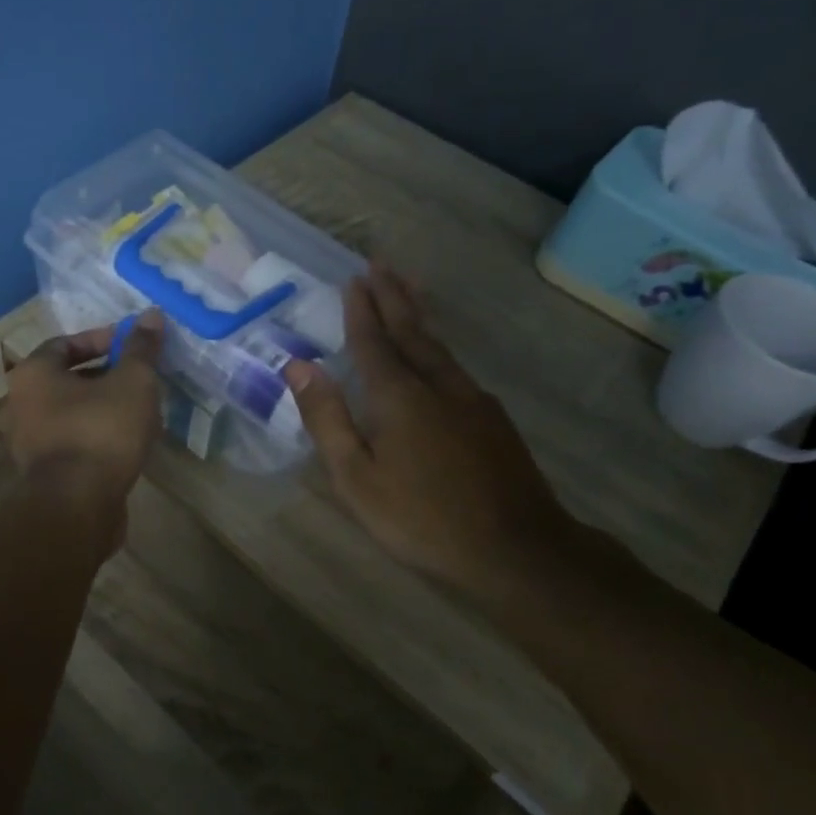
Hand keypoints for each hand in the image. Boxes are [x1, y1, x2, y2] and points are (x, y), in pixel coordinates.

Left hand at [1, 311, 165, 507]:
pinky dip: (92, 435)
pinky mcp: (39, 474)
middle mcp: (18, 405)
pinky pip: (69, 442)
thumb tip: (151, 315)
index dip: (102, 339)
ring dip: (98, 407)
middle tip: (137, 378)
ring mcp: (25, 443)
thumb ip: (141, 348)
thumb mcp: (132, 382)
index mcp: (32, 374)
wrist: (77, 506)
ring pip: (67, 413)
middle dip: (103, 375)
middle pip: (65, 379)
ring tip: (136, 410)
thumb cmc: (101, 431)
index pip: (66, 343)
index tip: (132, 345)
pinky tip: (123, 442)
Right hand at [283, 267, 577, 596]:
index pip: (373, 341)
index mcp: (398, 396)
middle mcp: (437, 385)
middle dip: (393, 297)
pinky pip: (455, 367)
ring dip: (417, 315)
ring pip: (439, 346)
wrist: (517, 550)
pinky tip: (436, 356)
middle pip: (411, 331)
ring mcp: (472, 400)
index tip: (353, 279)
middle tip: (380, 265)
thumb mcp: (356, 477)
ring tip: (406, 291)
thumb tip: (298, 366)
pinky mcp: (494, 419)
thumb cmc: (421, 518)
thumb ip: (327, 419)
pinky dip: (437, 346)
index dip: (361, 310)